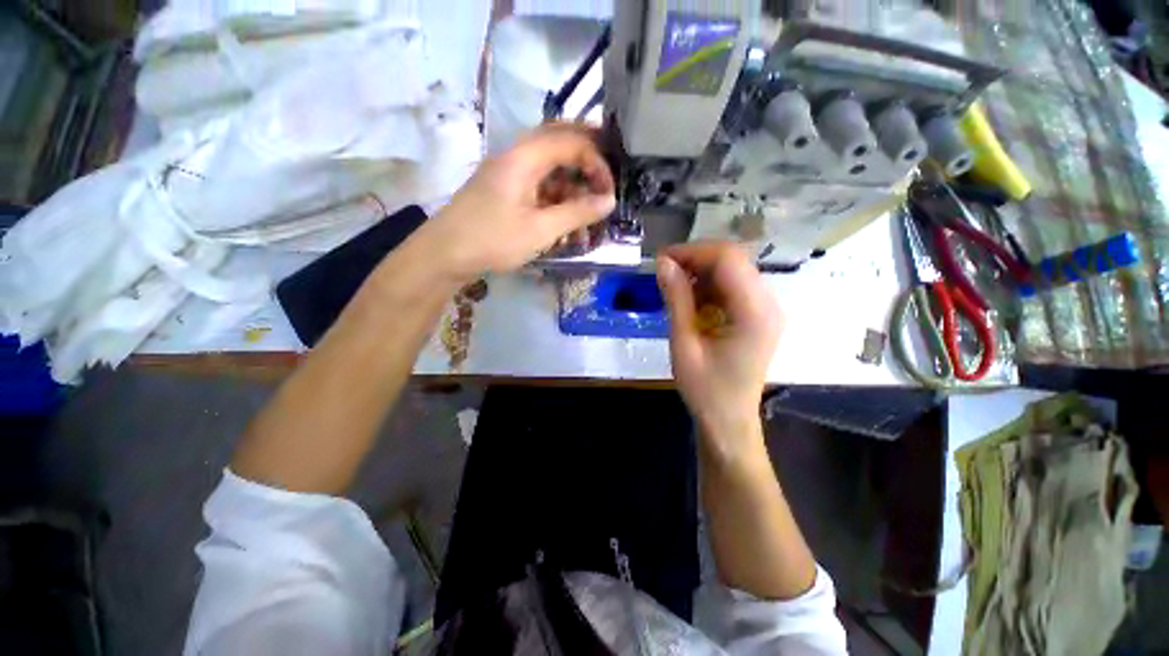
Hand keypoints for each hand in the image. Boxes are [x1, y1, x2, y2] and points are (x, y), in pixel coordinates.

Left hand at [422, 123, 615, 277]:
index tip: (609, 192)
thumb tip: (610, 201)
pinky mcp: (505, 190)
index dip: (597, 163)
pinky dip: (557, 197)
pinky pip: (538, 184)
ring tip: (588, 209)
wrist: (445, 254)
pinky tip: (566, 219)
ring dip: (572, 183)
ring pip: (549, 165)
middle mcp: (516, 156)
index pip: (571, 142)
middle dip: (587, 160)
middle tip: (607, 181)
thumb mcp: (540, 230)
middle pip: (559, 142)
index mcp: (524, 157)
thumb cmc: (493, 240)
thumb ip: (577, 213)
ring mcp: (509, 172)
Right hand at [656, 242, 782, 460]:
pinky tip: (691, 302)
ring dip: (700, 273)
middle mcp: (768, 304)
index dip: (692, 252)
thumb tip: (662, 263)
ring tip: (673, 289)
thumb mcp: (683, 344)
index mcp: (754, 312)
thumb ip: (676, 300)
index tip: (661, 261)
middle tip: (663, 273)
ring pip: (732, 271)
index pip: (727, 259)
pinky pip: (733, 287)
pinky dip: (709, 287)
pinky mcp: (758, 316)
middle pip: (733, 260)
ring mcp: (766, 310)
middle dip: (695, 260)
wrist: (729, 422)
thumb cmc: (705, 390)